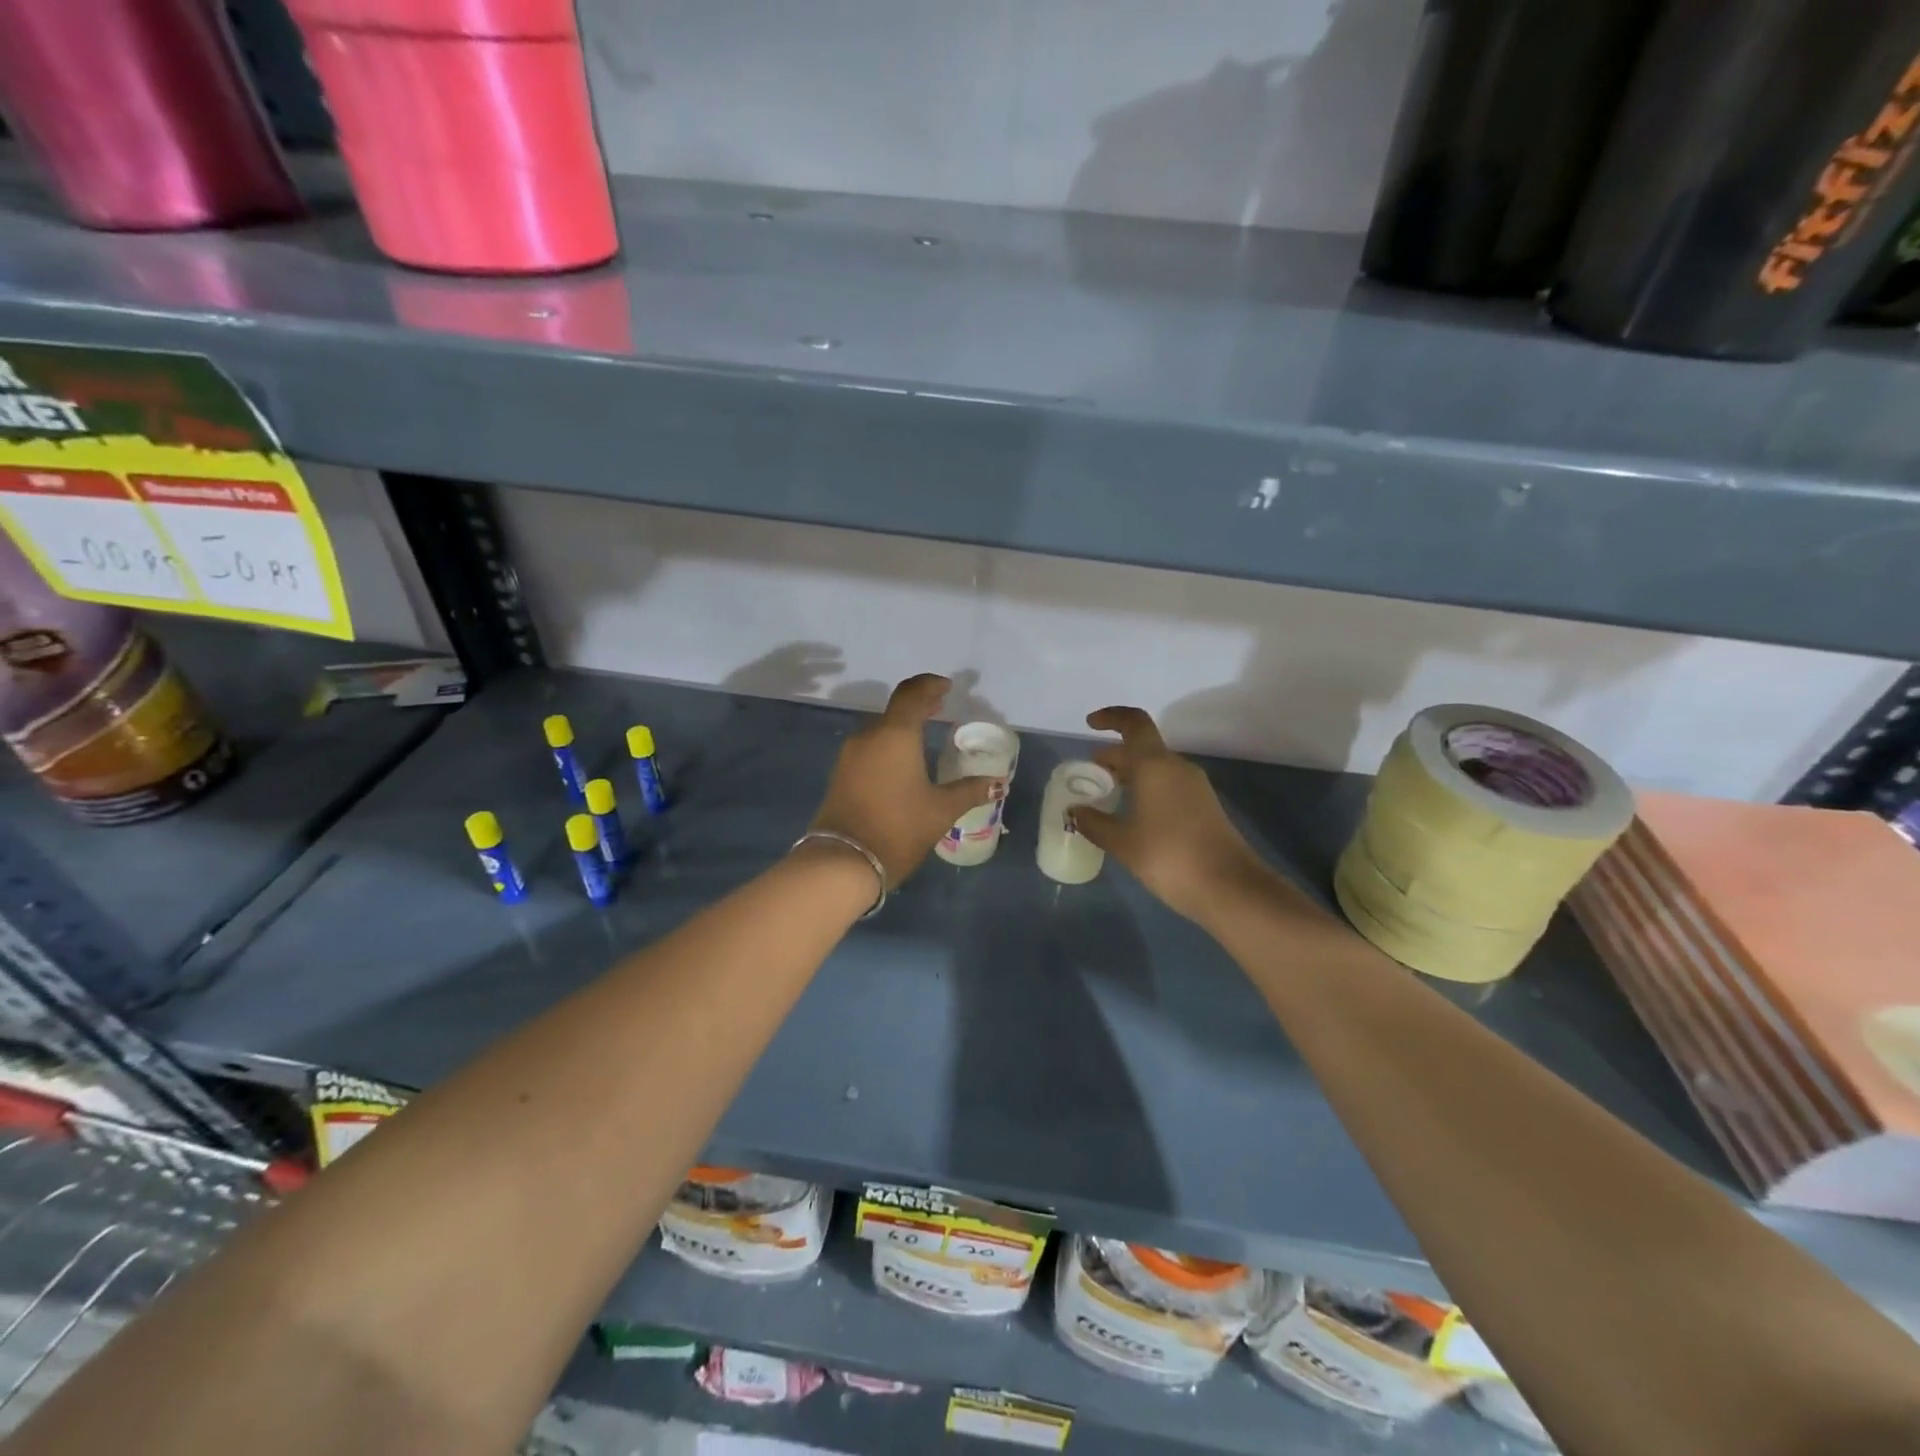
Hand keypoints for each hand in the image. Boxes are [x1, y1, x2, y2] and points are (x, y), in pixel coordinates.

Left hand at [809, 674, 999, 887]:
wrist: (844, 861)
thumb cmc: (898, 828)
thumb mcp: (941, 810)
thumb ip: (970, 791)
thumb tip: (998, 784)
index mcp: (895, 735)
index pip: (912, 694)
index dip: (930, 685)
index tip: (947, 687)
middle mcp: (869, 736)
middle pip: (895, 708)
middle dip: (918, 705)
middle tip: (940, 707)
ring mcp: (850, 754)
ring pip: (880, 728)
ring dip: (902, 725)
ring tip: (924, 734)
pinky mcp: (841, 773)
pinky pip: (869, 746)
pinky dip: (888, 742)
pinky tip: (902, 760)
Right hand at [1068, 706, 1270, 923]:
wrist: (1229, 887)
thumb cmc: (1168, 856)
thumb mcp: (1122, 842)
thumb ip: (1094, 823)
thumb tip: (1075, 811)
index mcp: (1155, 765)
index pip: (1133, 723)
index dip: (1111, 718)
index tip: (1090, 725)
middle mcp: (1177, 767)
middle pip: (1143, 747)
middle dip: (1115, 755)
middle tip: (1090, 774)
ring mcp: (1194, 787)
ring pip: (1156, 768)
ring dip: (1131, 774)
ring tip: (1107, 795)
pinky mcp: (1204, 806)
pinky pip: (1168, 785)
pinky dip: (1146, 789)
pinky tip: (1132, 815)